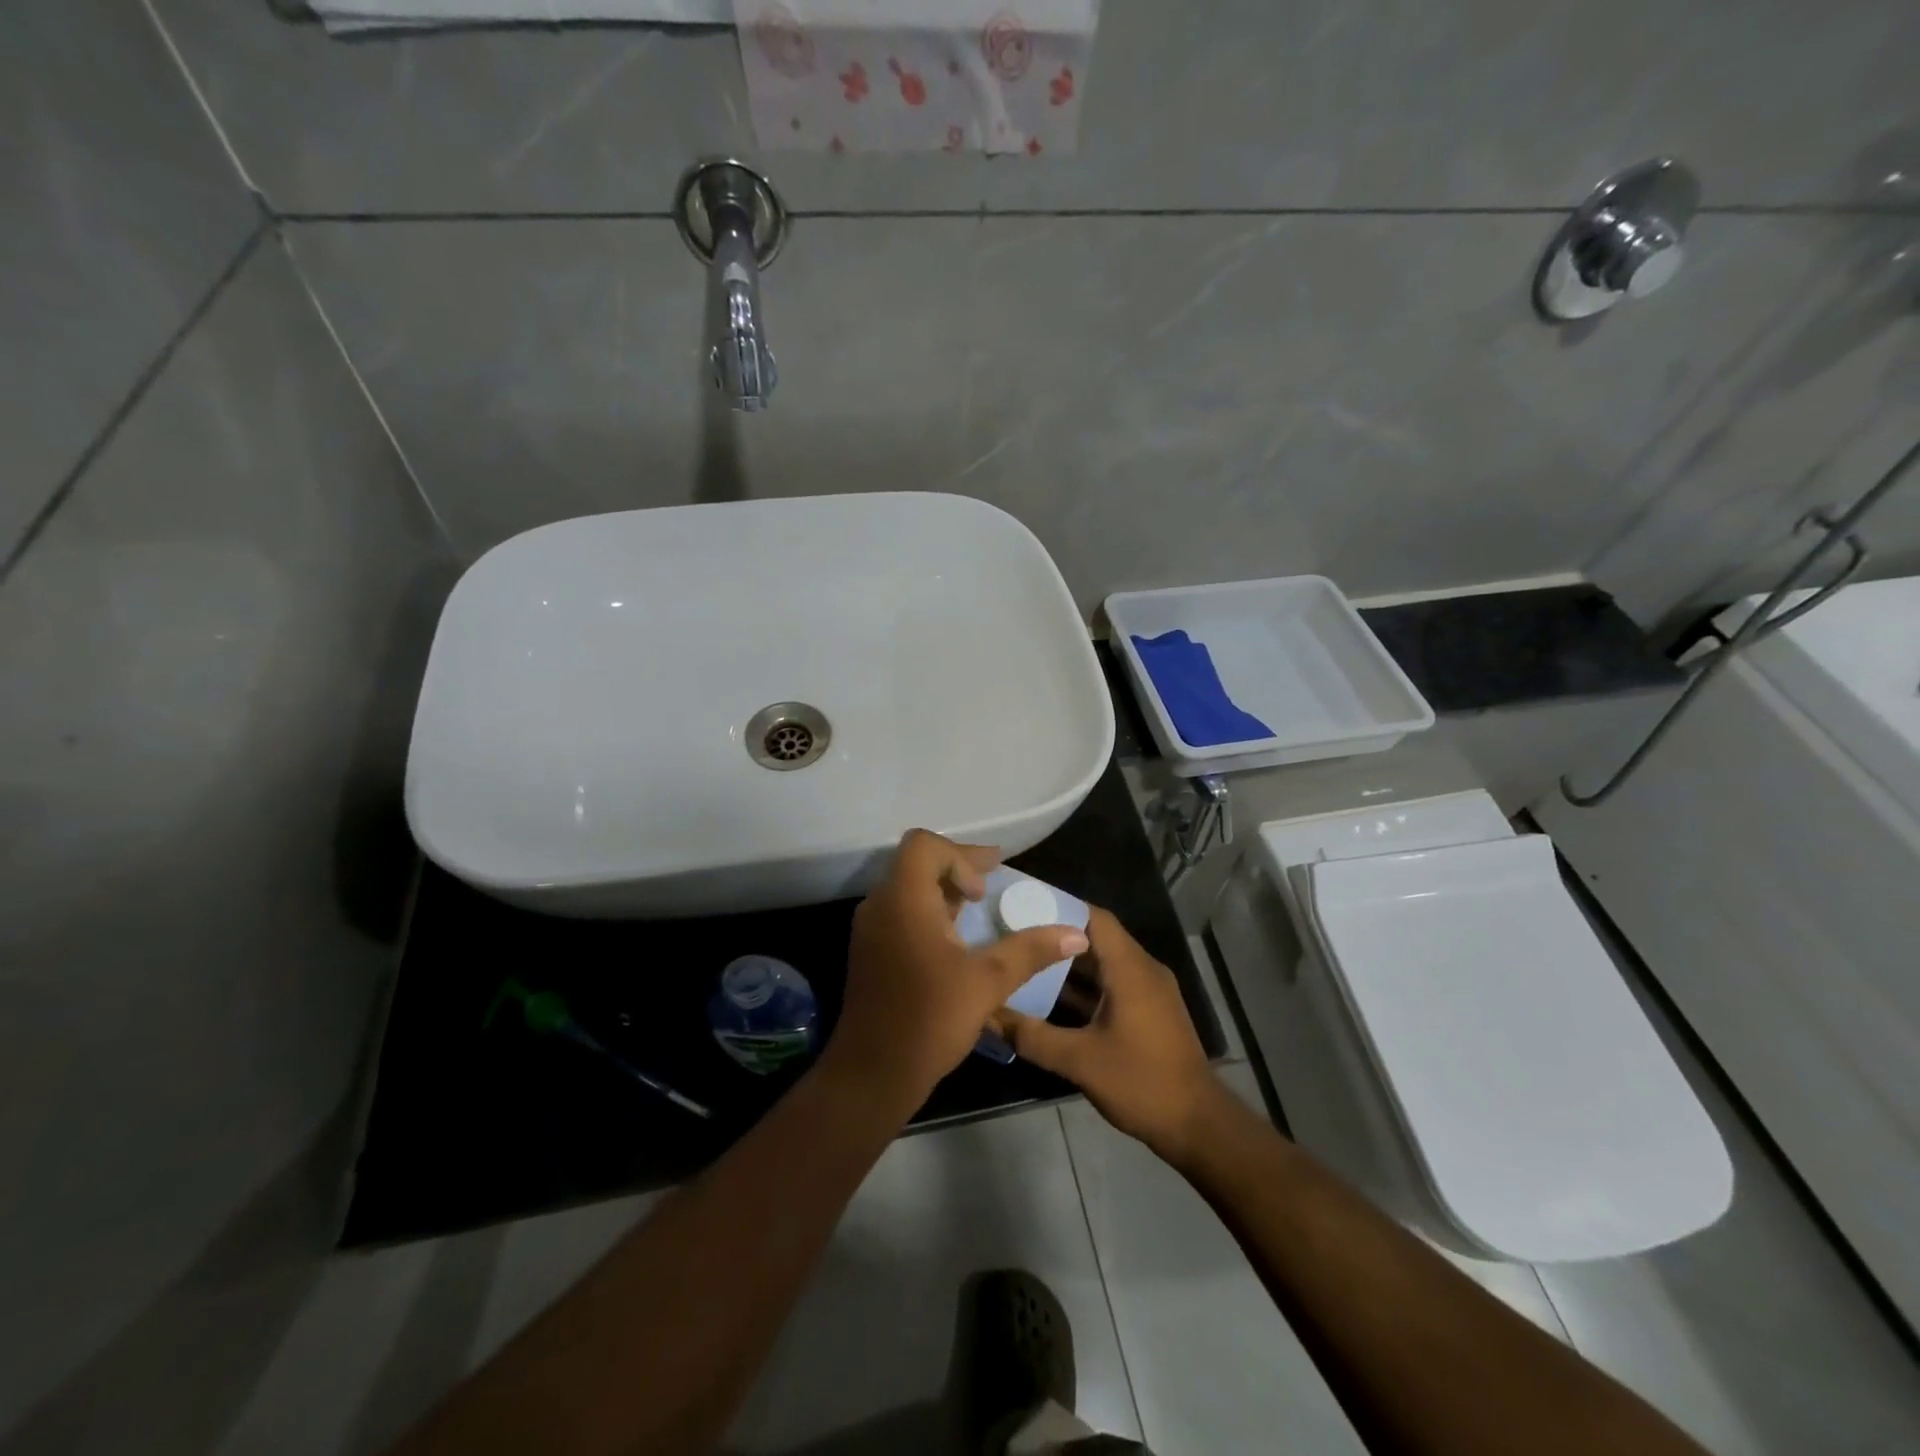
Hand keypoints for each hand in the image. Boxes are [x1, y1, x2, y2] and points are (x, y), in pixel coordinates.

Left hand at [830, 830, 1090, 1111]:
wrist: (872, 1073)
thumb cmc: (929, 1019)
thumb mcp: (988, 982)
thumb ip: (1031, 950)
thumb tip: (1076, 933)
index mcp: (903, 899)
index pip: (924, 844)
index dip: (960, 855)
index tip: (983, 889)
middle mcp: (880, 905)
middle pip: (917, 863)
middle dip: (958, 868)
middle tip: (993, 884)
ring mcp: (870, 929)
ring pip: (908, 889)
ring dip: (944, 891)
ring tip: (979, 909)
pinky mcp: (871, 951)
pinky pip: (901, 913)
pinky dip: (930, 913)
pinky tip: (956, 941)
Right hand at [995, 908, 1223, 1161]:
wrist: (1198, 1125)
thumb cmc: (1141, 1083)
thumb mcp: (1080, 1061)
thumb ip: (1032, 1036)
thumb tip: (989, 1015)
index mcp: (1130, 969)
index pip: (1094, 918)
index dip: (1059, 907)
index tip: (1023, 907)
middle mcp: (1142, 970)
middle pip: (1096, 937)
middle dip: (1057, 935)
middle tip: (1016, 934)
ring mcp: (1149, 991)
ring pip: (1104, 963)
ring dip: (1069, 963)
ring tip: (1026, 961)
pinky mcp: (1150, 1011)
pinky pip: (1113, 984)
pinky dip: (1085, 986)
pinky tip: (1052, 998)